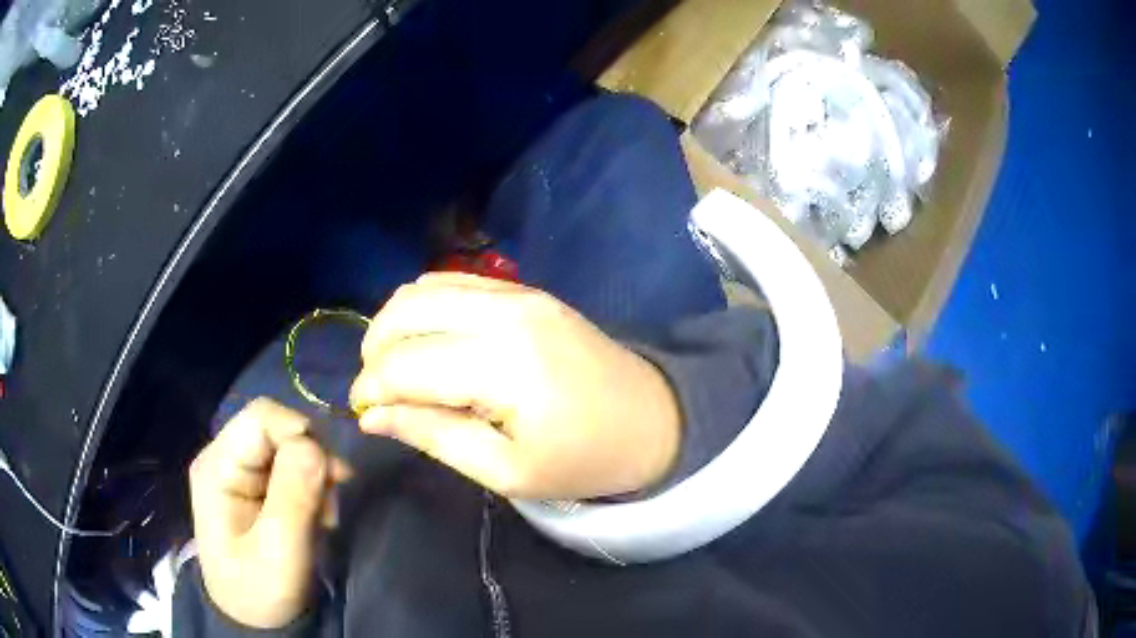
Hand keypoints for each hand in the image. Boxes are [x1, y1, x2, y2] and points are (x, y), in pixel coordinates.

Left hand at [188, 399, 348, 628]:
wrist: (256, 621)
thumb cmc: (260, 591)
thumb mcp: (279, 552)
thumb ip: (294, 497)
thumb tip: (315, 445)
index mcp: (217, 467)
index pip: (260, 418)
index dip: (300, 434)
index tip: (334, 475)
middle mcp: (226, 459)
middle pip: (277, 430)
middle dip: (313, 461)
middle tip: (332, 504)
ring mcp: (242, 473)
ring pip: (290, 447)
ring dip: (317, 478)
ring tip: (326, 518)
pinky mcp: (258, 487)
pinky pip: (294, 468)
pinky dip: (315, 488)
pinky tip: (319, 517)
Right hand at [350, 273, 680, 500]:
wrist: (653, 419)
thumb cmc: (583, 459)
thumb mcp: (506, 471)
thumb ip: (433, 435)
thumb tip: (371, 415)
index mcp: (503, 365)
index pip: (406, 363)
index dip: (371, 387)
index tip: (361, 412)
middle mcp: (505, 312)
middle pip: (406, 311)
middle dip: (375, 350)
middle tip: (377, 392)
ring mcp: (517, 292)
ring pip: (423, 288)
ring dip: (394, 325)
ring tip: (396, 368)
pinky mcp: (526, 290)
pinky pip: (454, 281)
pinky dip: (424, 306)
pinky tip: (427, 341)